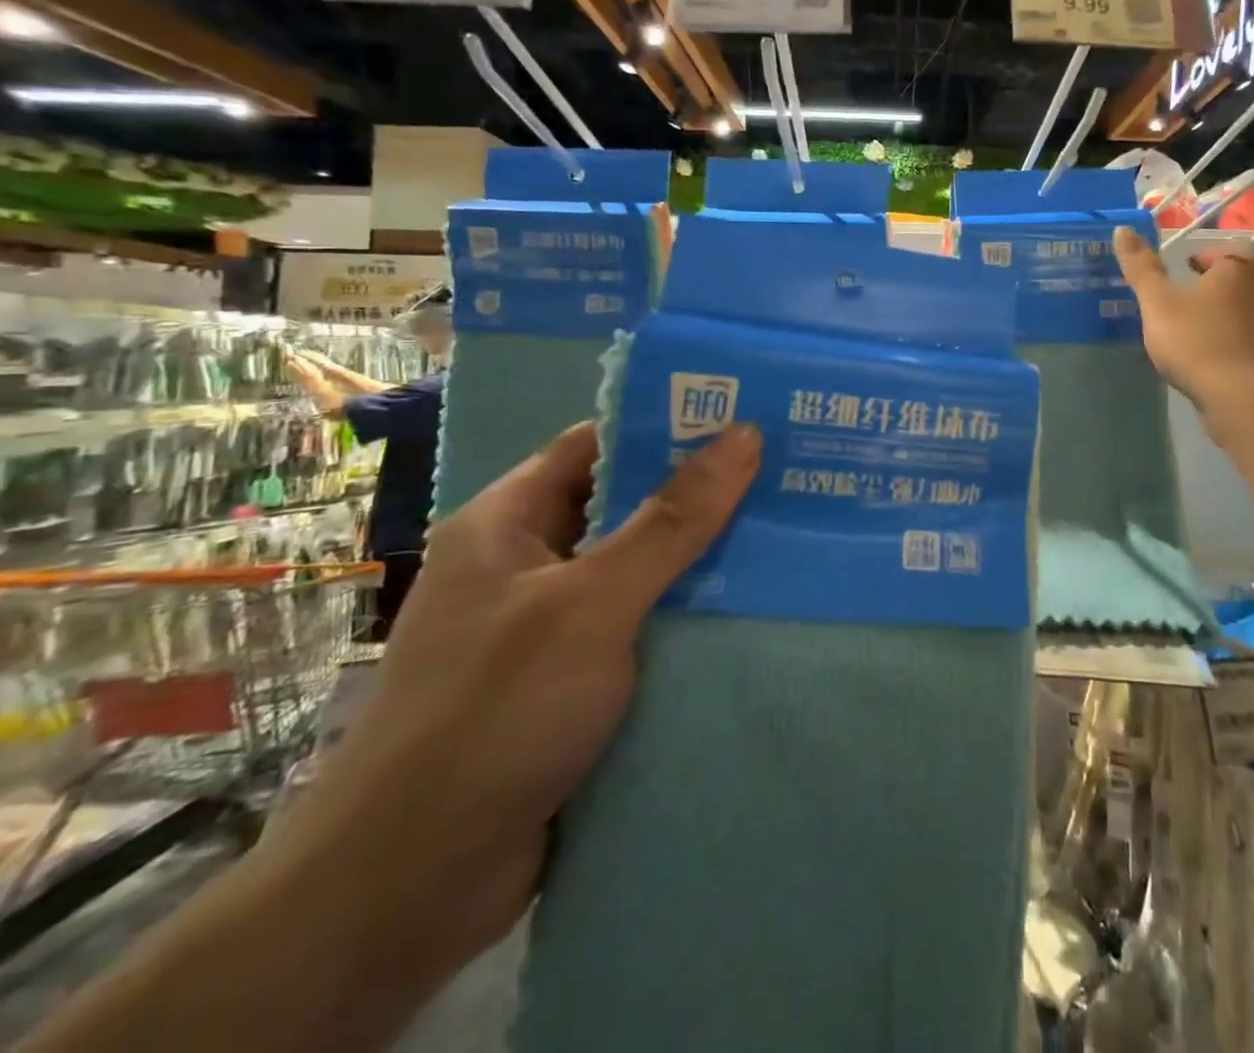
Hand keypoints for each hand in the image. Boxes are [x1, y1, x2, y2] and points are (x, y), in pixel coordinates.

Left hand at [262, 420, 761, 985]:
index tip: (745, 420)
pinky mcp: (576, 682)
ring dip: (704, 559)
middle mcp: (528, 564)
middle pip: (627, 507)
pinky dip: (691, 617)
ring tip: (788, 532)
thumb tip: (743, 435)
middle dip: (702, 494)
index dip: (668, 426)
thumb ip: (673, 520)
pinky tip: (755, 608)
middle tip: (785, 474)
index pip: (597, 446)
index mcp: (509, 523)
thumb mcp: (592, 601)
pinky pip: (645, 628)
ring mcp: (551, 627)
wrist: (410, 888)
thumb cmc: (494, 712)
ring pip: (642, 571)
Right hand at [1113, 226, 1253, 406]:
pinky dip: (1238, 343)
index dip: (1206, 256)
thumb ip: (1141, 267)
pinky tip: (1215, 360)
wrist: (1240, 398)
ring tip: (1198, 332)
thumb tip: (1123, 229)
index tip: (1185, 271)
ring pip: (1251, 309)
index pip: (1229, 247)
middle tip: (1185, 302)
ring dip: (1228, 315)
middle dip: (1216, 286)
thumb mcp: (1157, 302)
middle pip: (1242, 278)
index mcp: (1241, 268)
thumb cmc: (1195, 340)